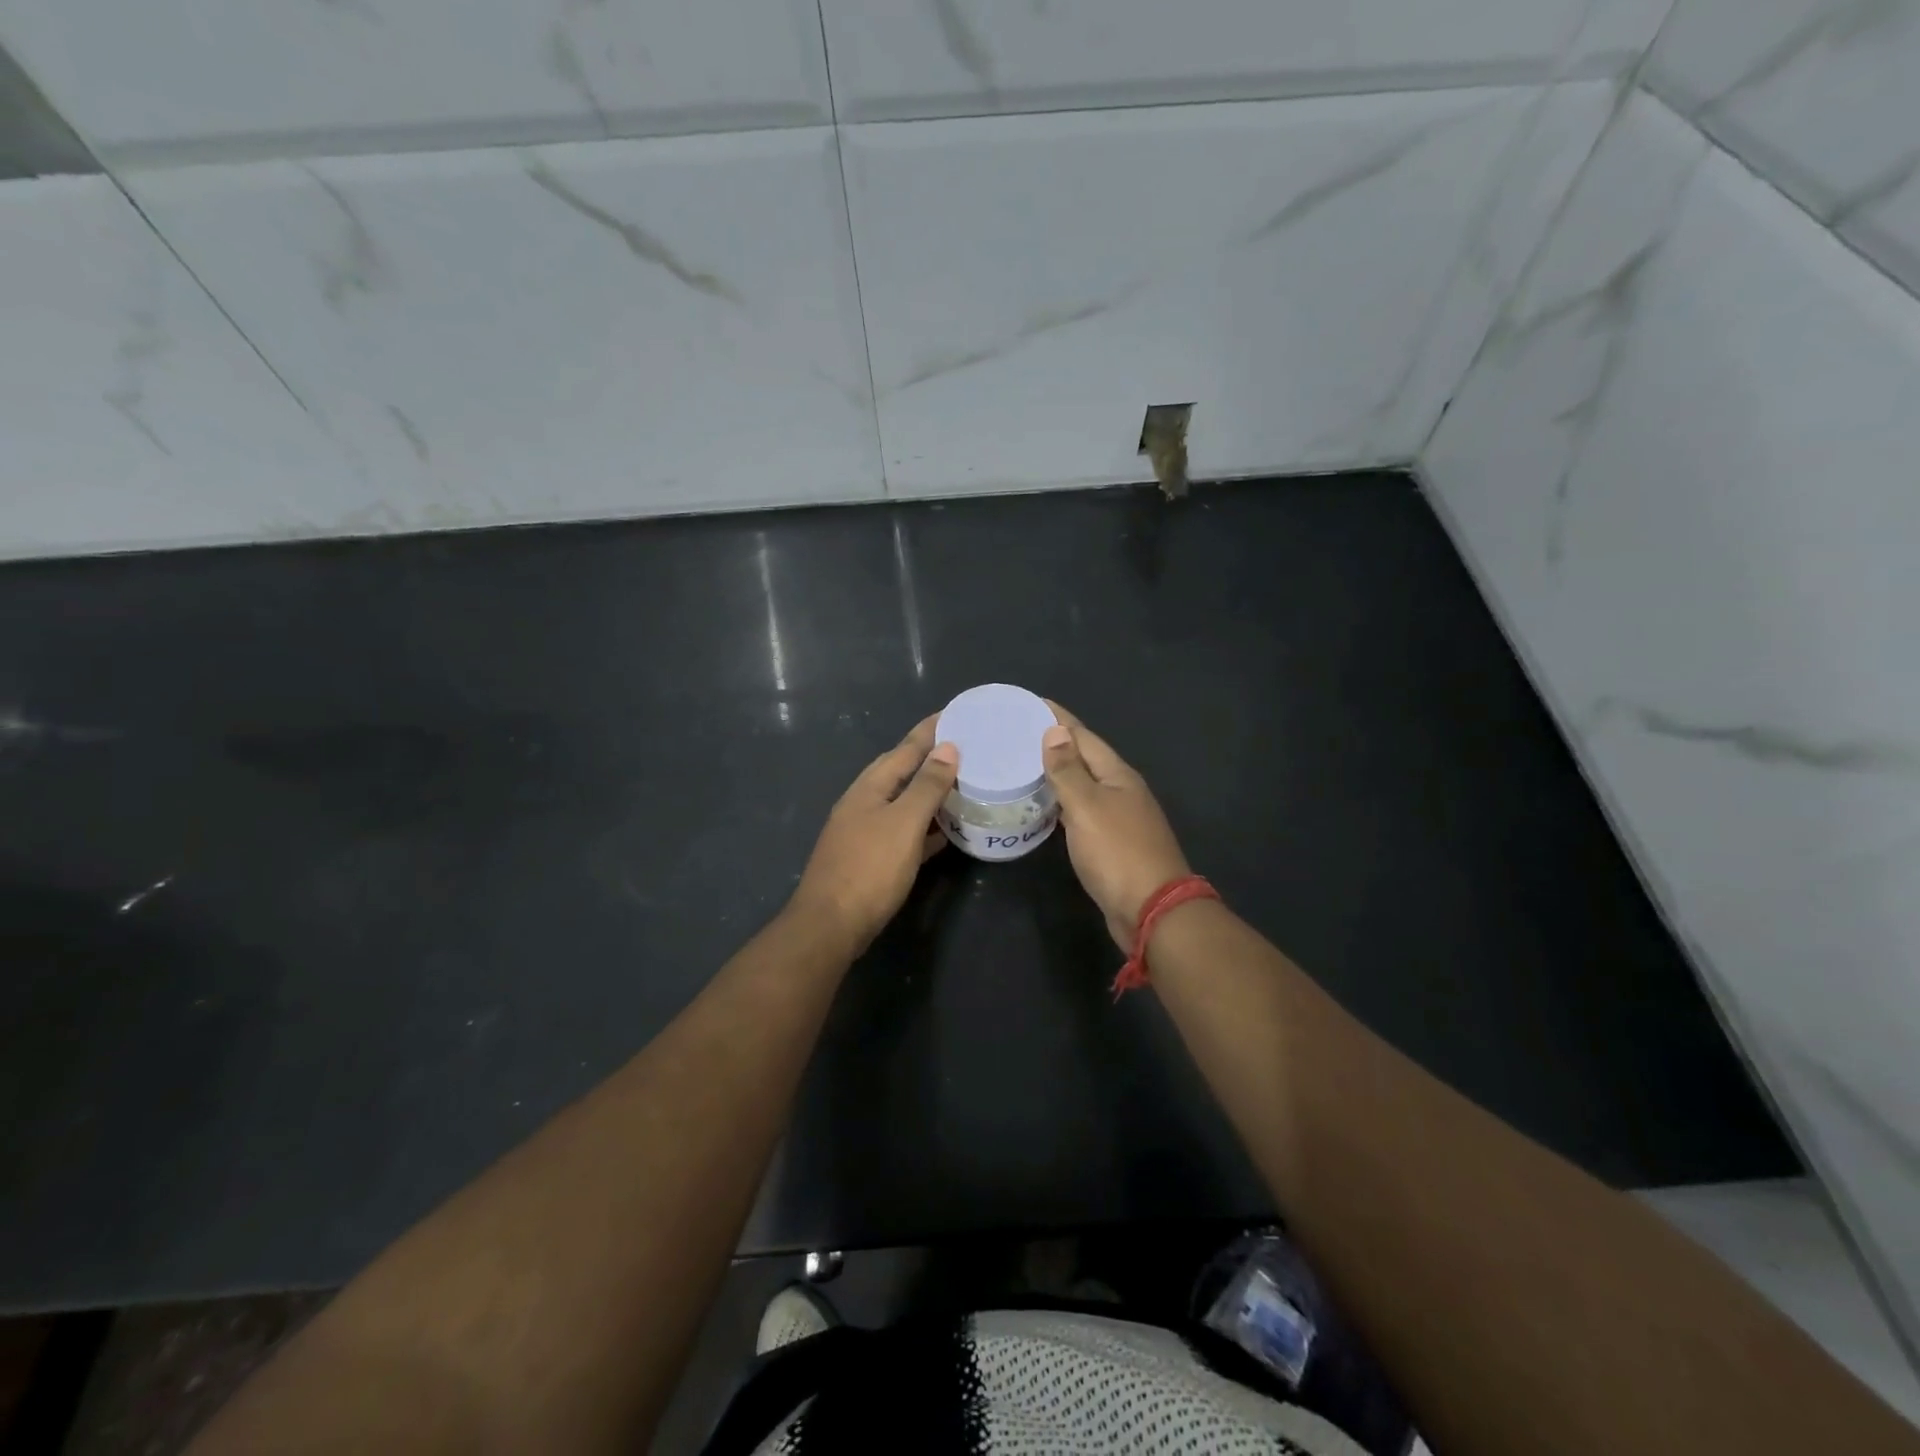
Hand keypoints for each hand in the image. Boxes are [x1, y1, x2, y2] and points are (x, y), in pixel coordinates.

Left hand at [791, 714, 958, 950]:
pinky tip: (945, 832)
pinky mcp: (870, 858)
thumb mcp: (904, 823)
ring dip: (930, 792)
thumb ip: (926, 785)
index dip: (930, 730)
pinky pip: (904, 831)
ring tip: (961, 784)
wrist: (830, 925)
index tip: (955, 713)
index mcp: (870, 787)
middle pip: (901, 771)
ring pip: (903, 802)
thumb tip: (947, 748)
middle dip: (930, 757)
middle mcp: (864, 802)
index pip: (905, 748)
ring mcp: (864, 831)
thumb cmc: (869, 868)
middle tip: (964, 747)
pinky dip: (925, 826)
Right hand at [1042, 704, 1191, 950]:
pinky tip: (1043, 808)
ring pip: (1082, 786)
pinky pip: (1081, 812)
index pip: (1083, 736)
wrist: (1152, 910)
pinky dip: (1060, 804)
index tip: (1029, 703)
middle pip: (1084, 758)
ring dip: (1056, 774)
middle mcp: (1121, 791)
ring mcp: (1119, 818)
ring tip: (1021, 766)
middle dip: (1054, 743)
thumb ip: (1069, 770)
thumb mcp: (1087, 807)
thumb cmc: (1117, 853)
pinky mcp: (1111, 843)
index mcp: (1117, 775)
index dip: (1057, 719)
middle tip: (1015, 735)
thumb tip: (1054, 731)